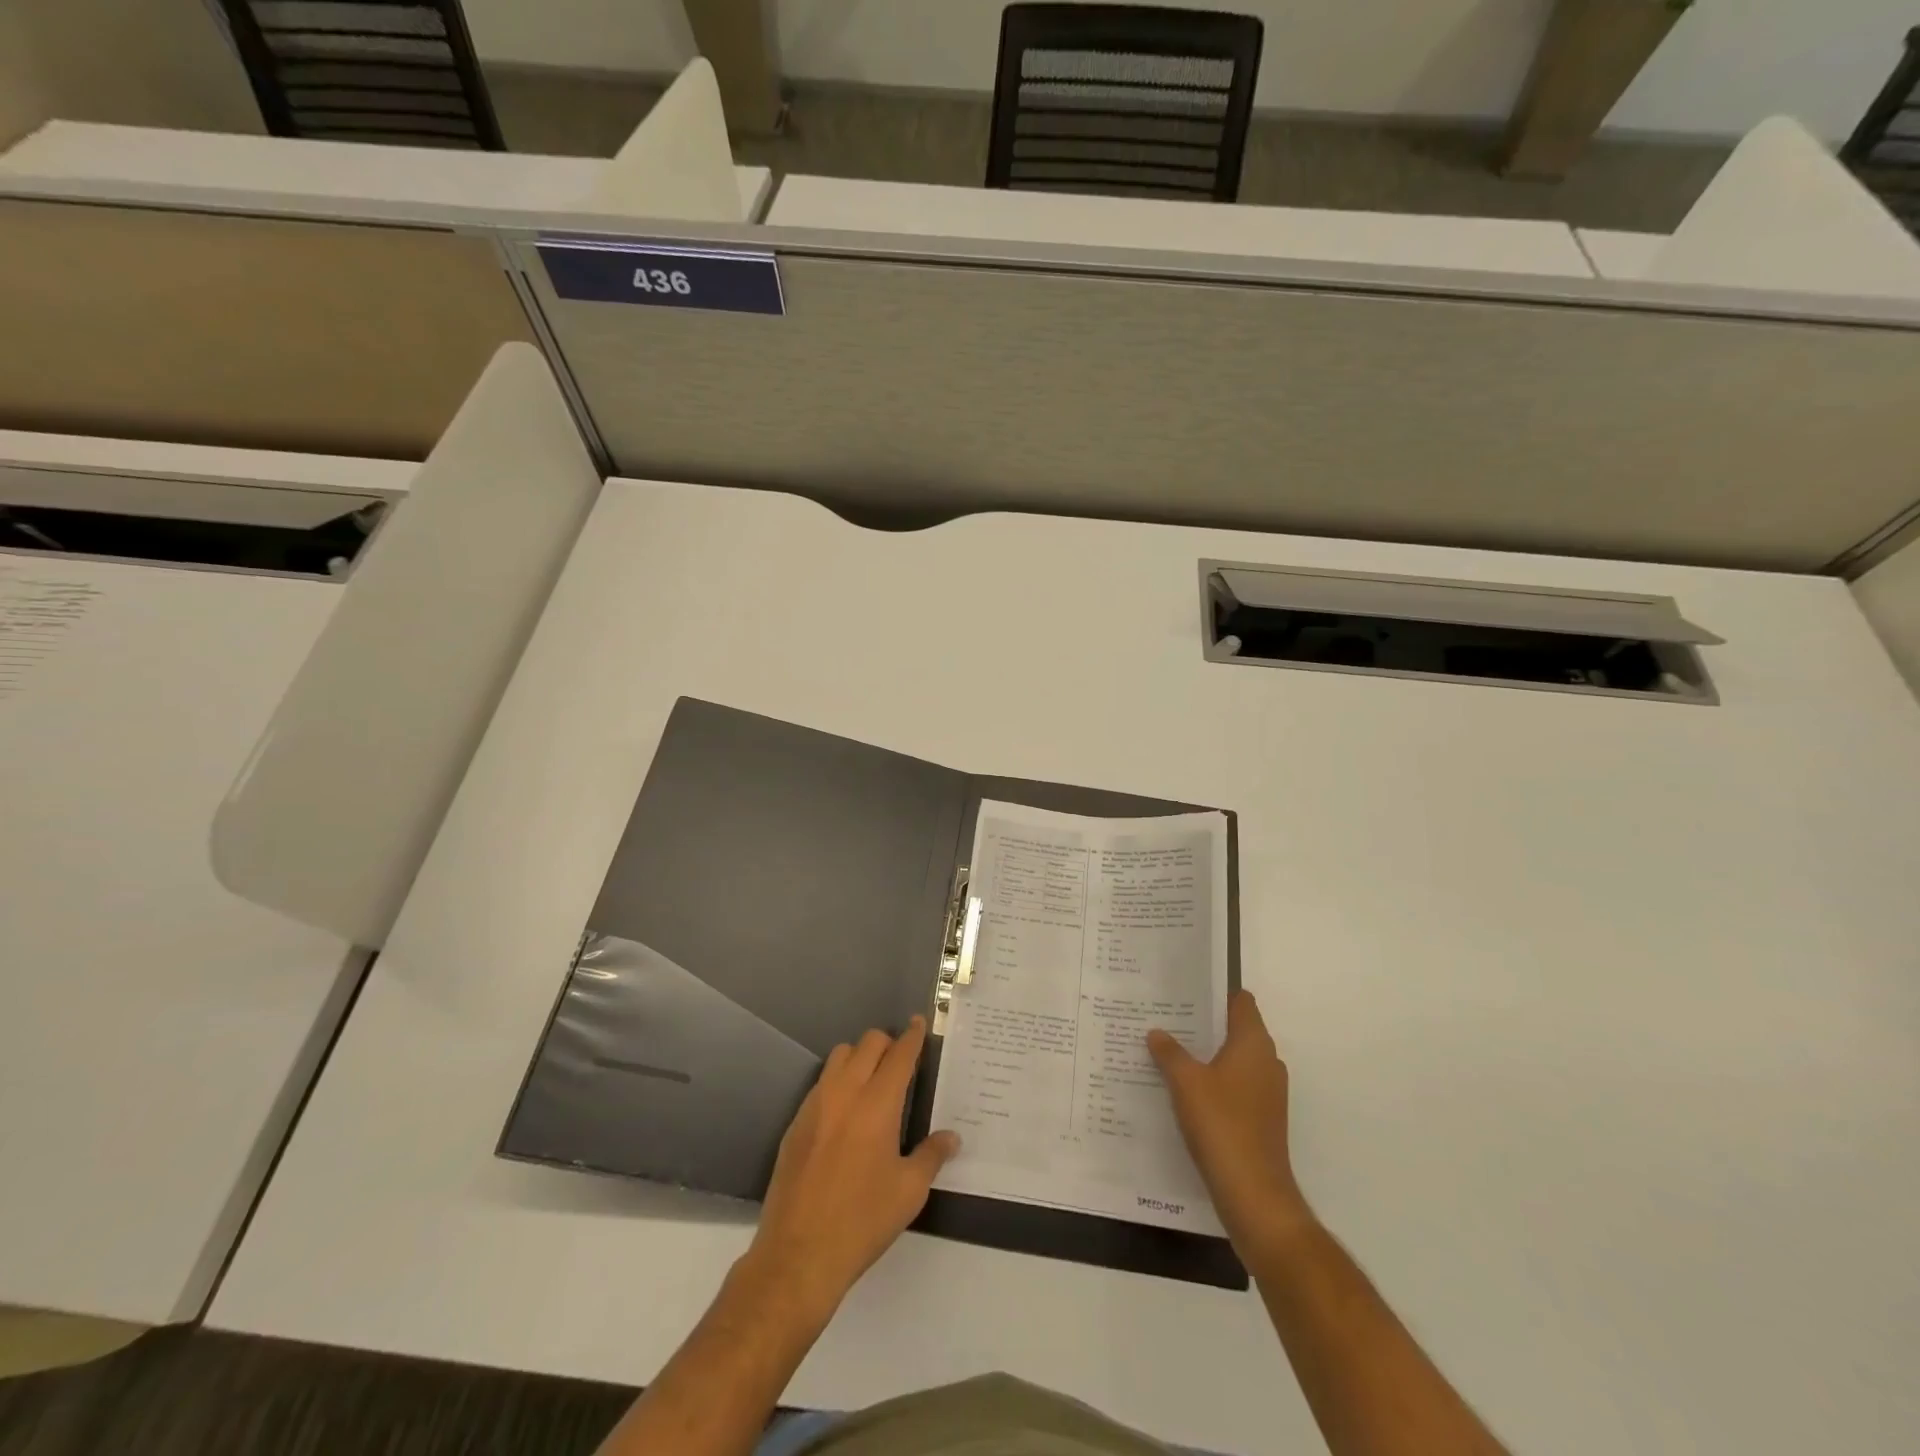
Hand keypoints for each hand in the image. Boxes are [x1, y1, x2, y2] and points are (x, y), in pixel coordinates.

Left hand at [743, 1016, 959, 1321]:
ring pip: (840, 1056)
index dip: (913, 1036)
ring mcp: (815, 1105)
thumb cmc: (862, 1221)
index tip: (920, 1023)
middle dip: (888, 1043)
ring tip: (873, 1082)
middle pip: (868, 1043)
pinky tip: (847, 1113)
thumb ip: (932, 1155)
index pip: (899, 1054)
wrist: (798, 1254)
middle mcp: (845, 1093)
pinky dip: (839, 1081)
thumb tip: (951, 1137)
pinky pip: (821, 1083)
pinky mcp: (796, 1122)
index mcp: (877, 1104)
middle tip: (902, 1062)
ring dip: (860, 1057)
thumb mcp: (909, 1191)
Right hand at [1149, 990, 1313, 1259]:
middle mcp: (1266, 1062)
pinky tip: (1181, 1089)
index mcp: (1253, 1044)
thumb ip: (1169, 1052)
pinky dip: (1212, 1082)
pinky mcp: (1261, 1119)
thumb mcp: (1185, 1082)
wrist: (1254, 1195)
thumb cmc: (1222, 1125)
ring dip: (1205, 1054)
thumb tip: (1157, 1032)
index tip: (1184, 988)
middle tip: (1165, 1016)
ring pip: (1233, 1059)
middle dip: (1203, 1023)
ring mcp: (1267, 1093)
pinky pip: (1234, 1086)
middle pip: (1235, 1029)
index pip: (1241, 1002)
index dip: (1215, 992)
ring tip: (1167, 1050)